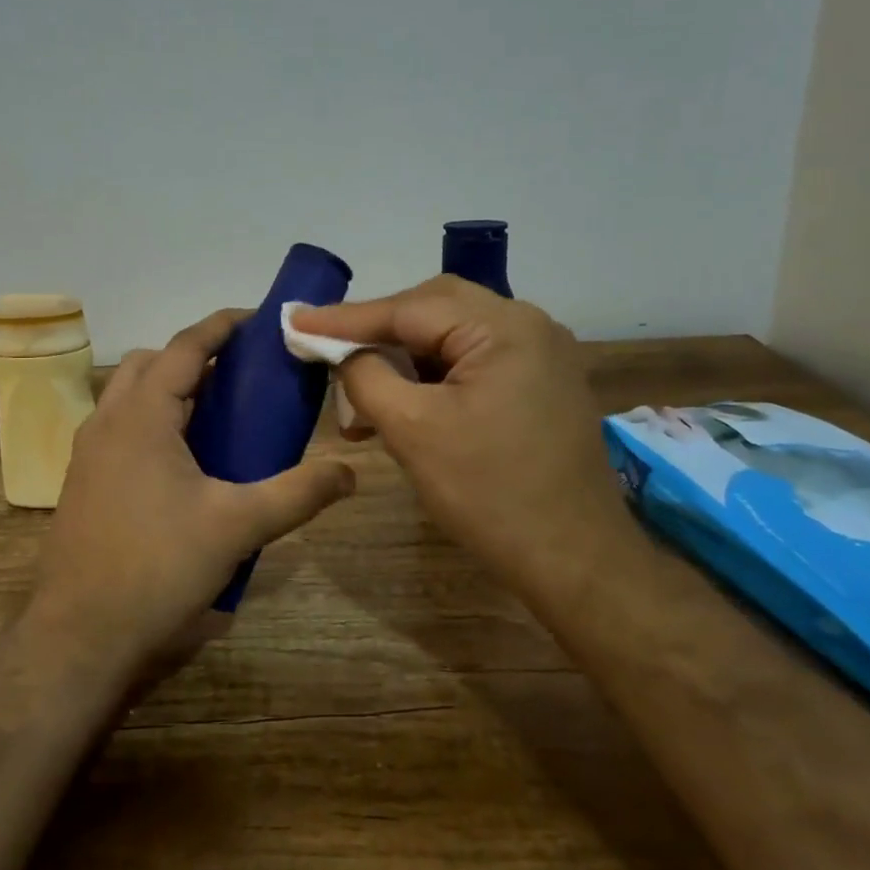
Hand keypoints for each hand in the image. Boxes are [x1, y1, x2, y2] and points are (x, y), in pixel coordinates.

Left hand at [29, 308, 356, 680]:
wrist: (80, 636)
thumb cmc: (158, 568)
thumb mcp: (238, 526)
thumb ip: (298, 493)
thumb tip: (349, 472)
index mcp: (141, 416)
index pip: (184, 347)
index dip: (221, 326)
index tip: (257, 319)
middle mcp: (107, 422)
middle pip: (150, 363)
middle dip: (193, 356)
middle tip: (239, 374)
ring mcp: (88, 453)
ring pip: (129, 396)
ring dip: (169, 389)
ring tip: (216, 413)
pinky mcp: (83, 483)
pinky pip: (120, 428)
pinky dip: (152, 421)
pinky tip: (184, 463)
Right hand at [293, 277, 628, 601]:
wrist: (575, 561)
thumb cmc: (490, 494)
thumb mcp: (412, 430)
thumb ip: (365, 375)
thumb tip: (338, 350)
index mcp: (504, 328)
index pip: (408, 308)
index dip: (346, 318)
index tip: (295, 319)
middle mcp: (528, 326)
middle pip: (433, 310)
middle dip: (378, 331)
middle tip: (329, 349)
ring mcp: (540, 355)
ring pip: (451, 337)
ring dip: (403, 359)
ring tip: (360, 394)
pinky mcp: (539, 384)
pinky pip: (473, 362)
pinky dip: (432, 377)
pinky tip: (402, 406)